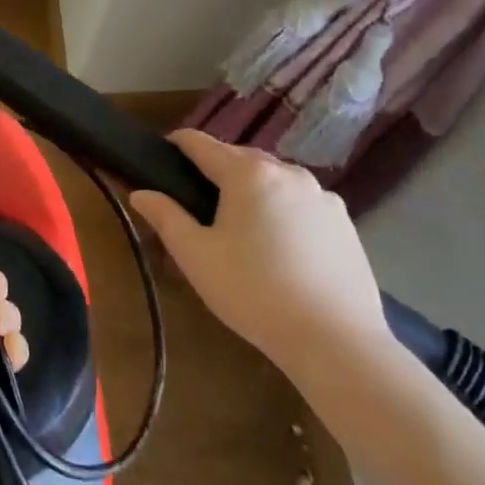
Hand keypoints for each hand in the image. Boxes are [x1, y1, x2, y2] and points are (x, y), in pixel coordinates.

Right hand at [128, 130, 389, 380]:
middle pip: (240, 157)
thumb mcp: (196, 256)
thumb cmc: (254, 291)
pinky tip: (279, 247)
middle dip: (215, 170)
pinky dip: (282, 210)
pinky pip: (301, 202)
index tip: (161, 159)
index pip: (201, 143)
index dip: (176, 145)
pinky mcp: (344, 222)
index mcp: (248, 173)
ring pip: (274, 178)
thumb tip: (140, 193)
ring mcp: (322, 196)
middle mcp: (287, 172)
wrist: (336, 341)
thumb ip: (165, 217)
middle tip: (196, 203)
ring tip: (239, 226)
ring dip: (251, 189)